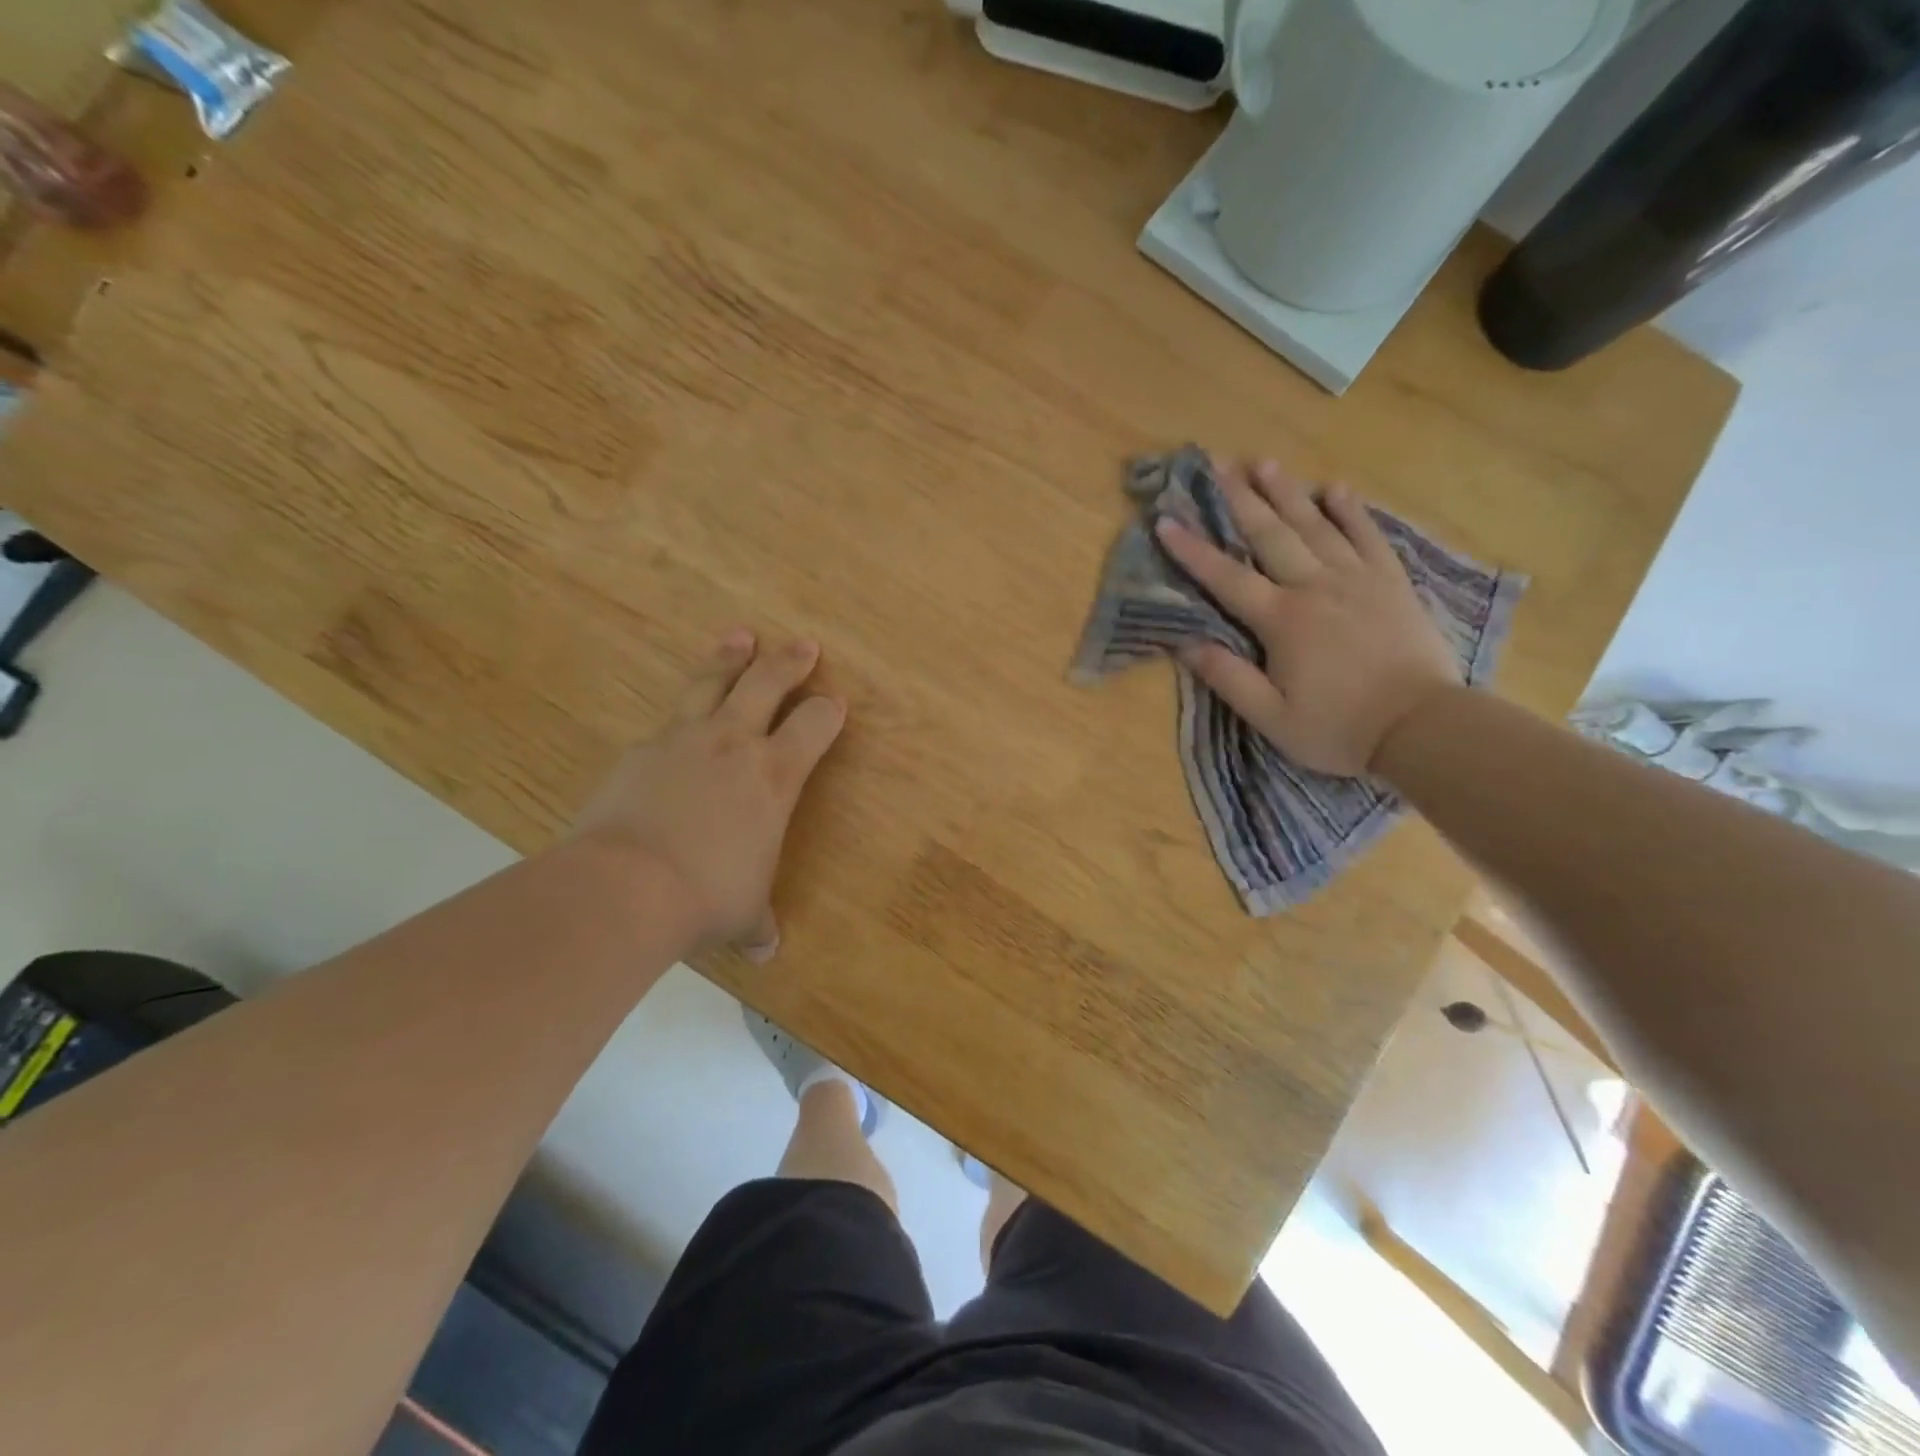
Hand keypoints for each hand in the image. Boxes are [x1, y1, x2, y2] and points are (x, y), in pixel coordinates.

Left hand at [570, 629, 845, 960]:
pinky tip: (674, 725)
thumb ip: (758, 924)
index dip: (828, 711)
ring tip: (739, 636)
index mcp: (775, 775)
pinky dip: (678, 717)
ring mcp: (682, 740)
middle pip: (766, 682)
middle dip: (789, 661)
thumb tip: (767, 950)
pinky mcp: (639, 751)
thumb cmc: (706, 898)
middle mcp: (733, 743)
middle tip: (802, 644)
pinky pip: (666, 723)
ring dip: (730, 658)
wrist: (624, 887)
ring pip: (711, 683)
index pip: (815, 725)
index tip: (835, 702)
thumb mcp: (744, 914)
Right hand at [1154, 459, 1460, 776]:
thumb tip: (1185, 643)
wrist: (1422, 728)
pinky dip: (1351, 511)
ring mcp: (1357, 580)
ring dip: (1288, 492)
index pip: (1226, 577)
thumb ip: (1228, 677)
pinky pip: (1368, 536)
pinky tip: (1336, 489)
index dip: (1193, 550)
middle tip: (1217, 465)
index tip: (1165, 521)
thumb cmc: (1338, 728)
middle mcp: (1315, 587)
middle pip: (1271, 535)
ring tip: (1265, 462)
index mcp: (1281, 620)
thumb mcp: (1270, 717)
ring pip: (1316, 525)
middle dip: (1240, 500)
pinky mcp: (1391, 583)